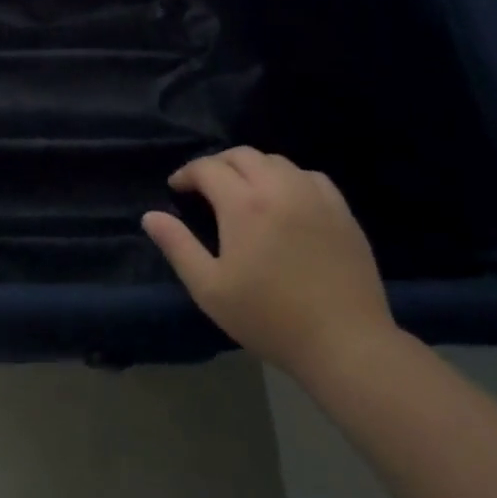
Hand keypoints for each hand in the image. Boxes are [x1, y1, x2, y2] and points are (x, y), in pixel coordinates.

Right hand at [143, 148, 398, 385]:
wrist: (345, 343)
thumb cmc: (270, 318)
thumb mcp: (210, 289)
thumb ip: (178, 246)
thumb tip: (150, 216)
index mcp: (244, 203)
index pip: (208, 168)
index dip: (187, 173)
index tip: (177, 189)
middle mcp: (279, 187)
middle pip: (242, 155)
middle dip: (217, 164)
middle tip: (205, 187)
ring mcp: (314, 195)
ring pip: (276, 161)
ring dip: (252, 168)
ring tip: (243, 191)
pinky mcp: (341, 210)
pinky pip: (308, 176)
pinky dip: (288, 178)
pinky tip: (285, 200)